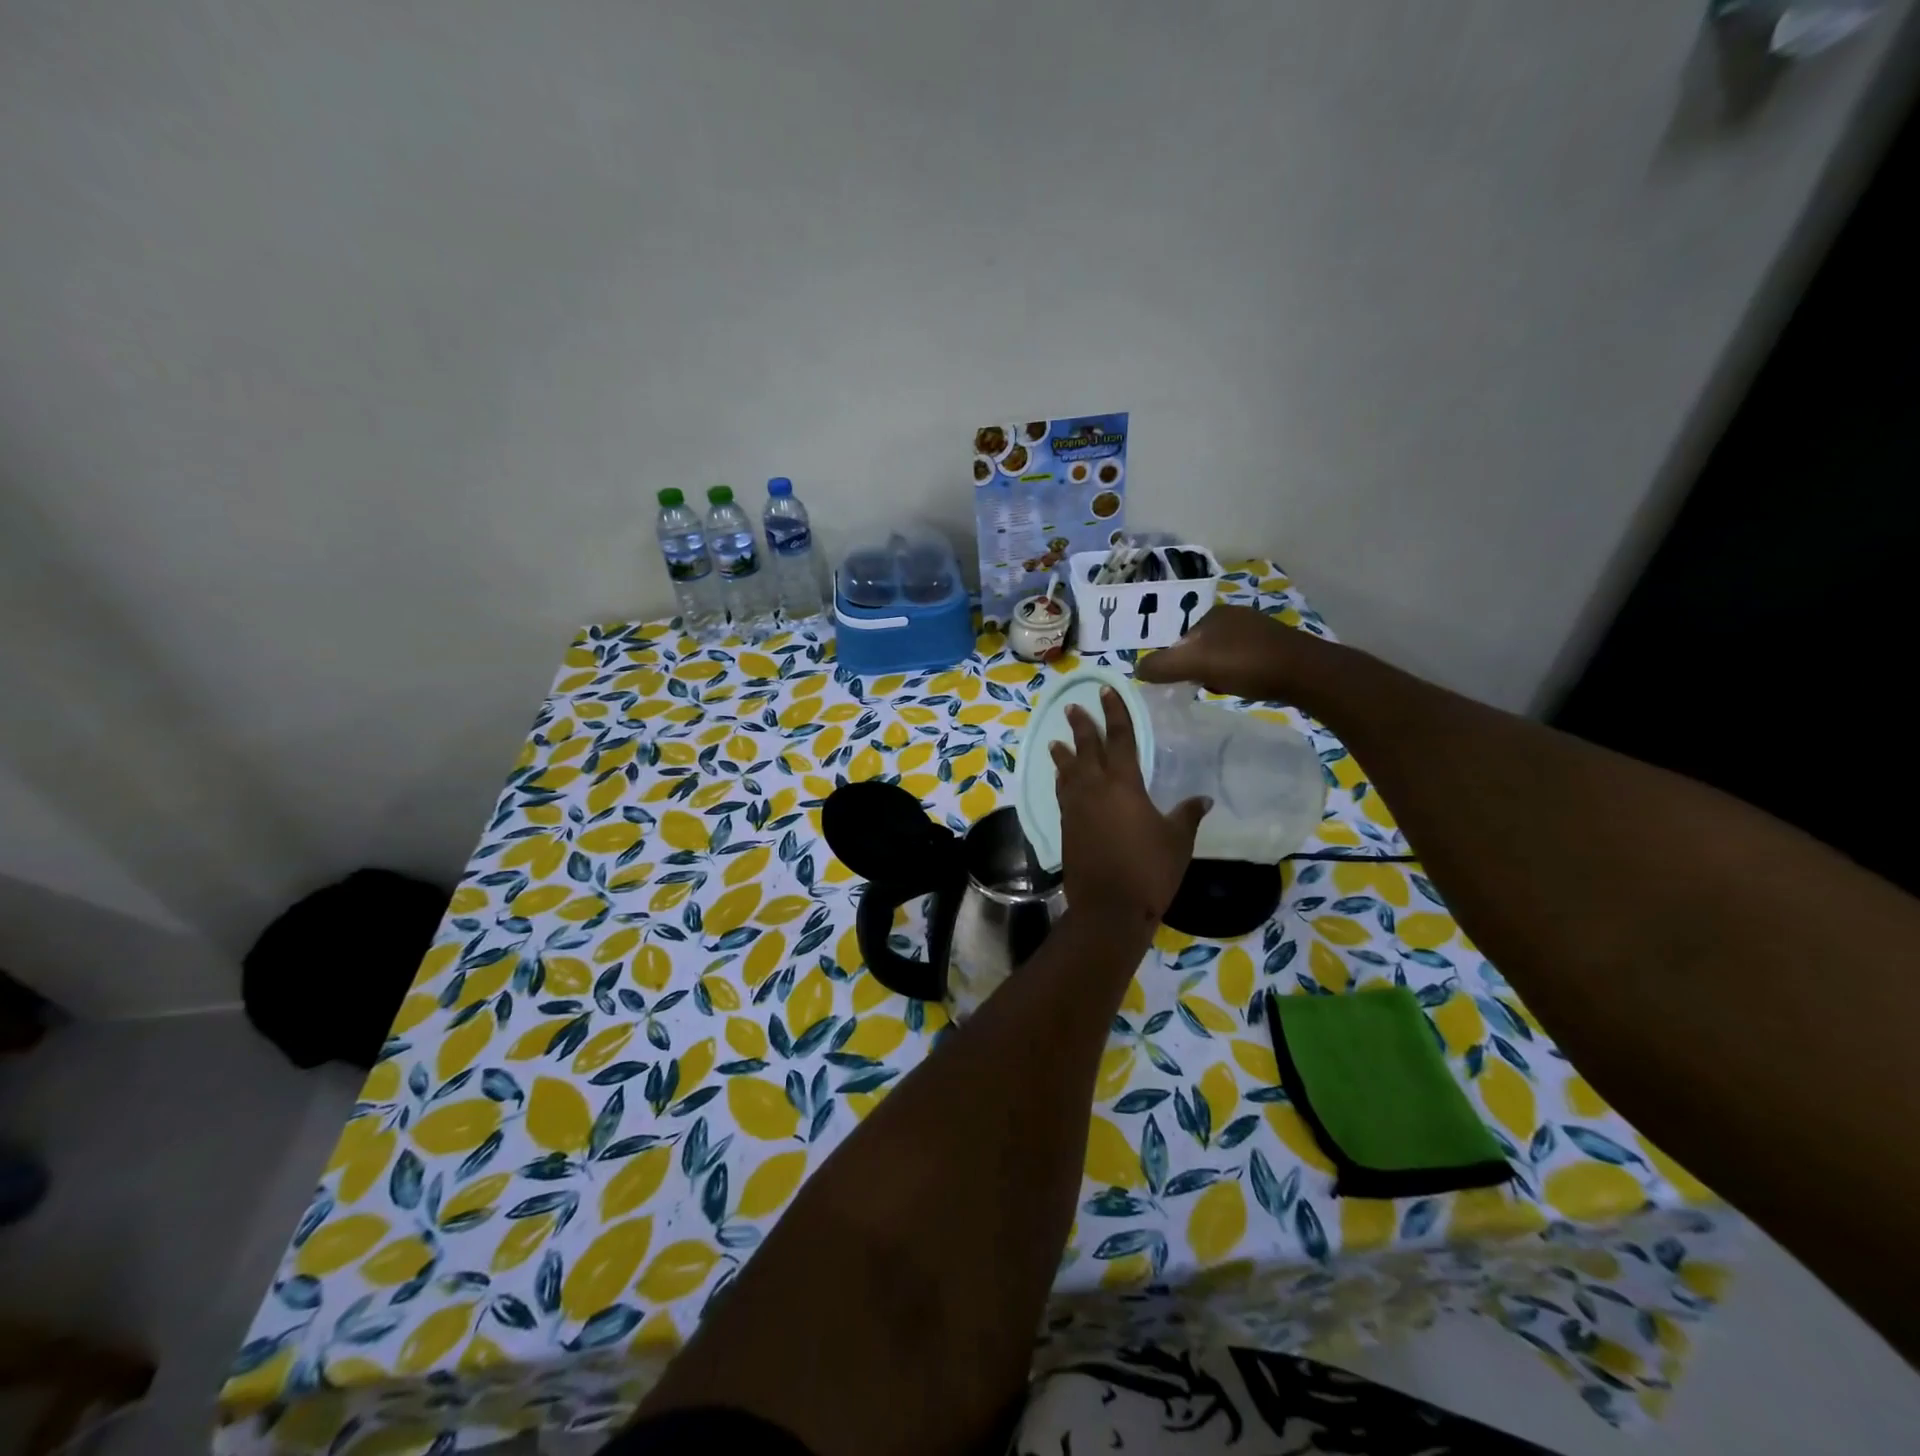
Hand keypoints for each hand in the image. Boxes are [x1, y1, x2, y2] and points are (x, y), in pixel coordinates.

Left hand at [1050, 687, 1208, 927]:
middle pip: (1085, 749)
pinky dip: (1061, 781)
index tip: (1105, 692)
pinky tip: (1062, 780)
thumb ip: (1187, 815)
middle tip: (1073, 707)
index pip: (1119, 739)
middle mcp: (1094, 789)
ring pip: (1067, 771)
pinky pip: (1062, 794)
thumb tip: (1202, 799)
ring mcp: (1075, 808)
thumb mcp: (1177, 840)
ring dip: (1063, 754)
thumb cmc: (1149, 869)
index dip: (1114, 713)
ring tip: (1056, 741)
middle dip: (1081, 726)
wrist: (1109, 907)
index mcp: (1123, 784)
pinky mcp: (1065, 827)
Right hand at [1136, 604, 1309, 701]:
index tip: (1181, 682)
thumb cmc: (1246, 663)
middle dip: (1196, 667)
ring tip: (1221, 689)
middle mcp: (1235, 616)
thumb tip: (1137, 669)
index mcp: (1214, 613)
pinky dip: (1237, 674)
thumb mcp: (1196, 664)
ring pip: (1222, 655)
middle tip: (1199, 687)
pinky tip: (1243, 686)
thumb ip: (1162, 665)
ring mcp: (1257, 631)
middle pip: (1200, 647)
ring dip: (1216, 672)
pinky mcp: (1275, 648)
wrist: (1304, 673)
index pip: (1180, 638)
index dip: (1176, 662)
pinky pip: (1243, 661)